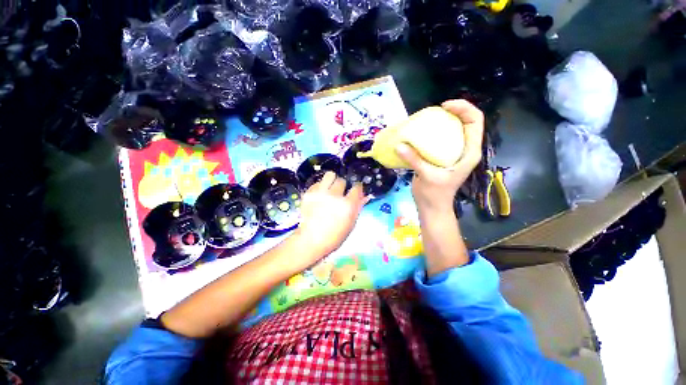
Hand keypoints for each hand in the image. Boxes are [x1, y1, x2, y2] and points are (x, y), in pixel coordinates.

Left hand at [294, 172, 366, 258]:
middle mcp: (335, 195)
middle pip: (342, 180)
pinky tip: (320, 195)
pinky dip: (320, 187)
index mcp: (348, 205)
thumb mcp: (351, 223)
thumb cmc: (334, 236)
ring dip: (331, 181)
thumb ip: (357, 207)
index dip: (357, 188)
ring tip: (330, 188)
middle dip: (342, 186)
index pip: (357, 187)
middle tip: (339, 193)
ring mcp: (320, 193)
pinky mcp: (309, 193)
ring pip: (330, 175)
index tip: (355, 190)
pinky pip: (317, 182)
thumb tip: (364, 196)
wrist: (311, 240)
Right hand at [395, 99, 483, 210]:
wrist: (431, 206)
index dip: (463, 108)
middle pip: (464, 121)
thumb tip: (398, 145)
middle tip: (432, 111)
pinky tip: (419, 133)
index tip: (444, 107)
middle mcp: (463, 149)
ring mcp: (452, 152)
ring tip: (425, 119)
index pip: (475, 121)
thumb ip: (415, 160)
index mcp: (469, 152)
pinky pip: (439, 138)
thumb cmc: (435, 194)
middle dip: (451, 112)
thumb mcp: (427, 176)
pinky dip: (431, 133)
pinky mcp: (441, 156)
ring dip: (440, 121)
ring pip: (451, 129)